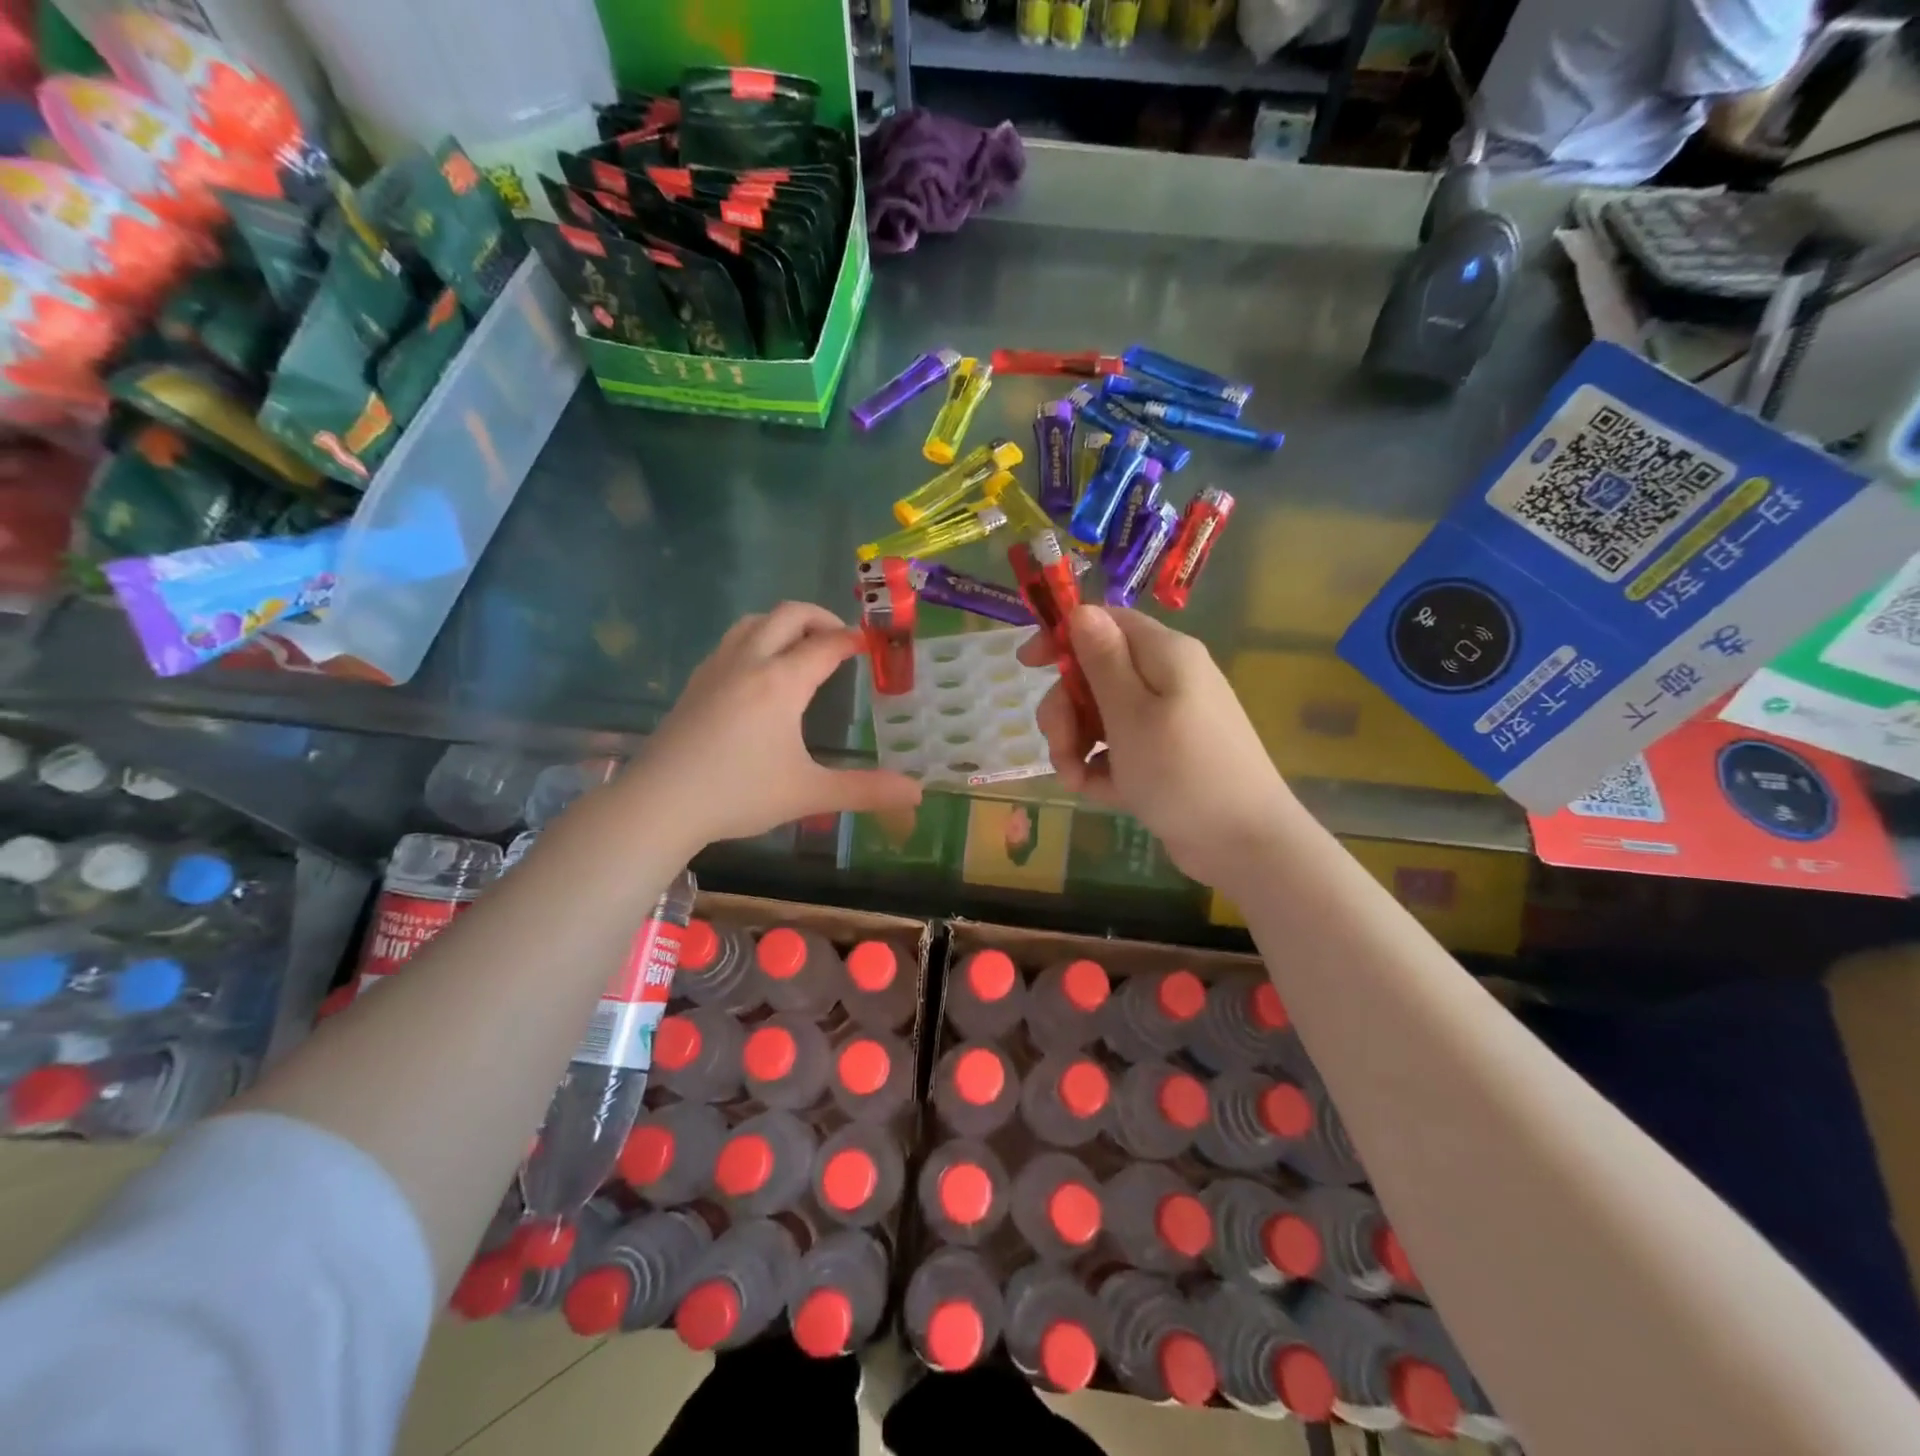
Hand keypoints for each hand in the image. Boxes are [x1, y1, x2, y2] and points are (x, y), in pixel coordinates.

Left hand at [630, 603, 922, 848]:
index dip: (852, 640)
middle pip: (788, 615)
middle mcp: (750, 662)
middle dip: (820, 618)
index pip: (826, 645)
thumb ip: (865, 790)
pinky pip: (732, 641)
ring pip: (754, 622)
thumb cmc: (739, 793)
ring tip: (802, 647)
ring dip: (784, 623)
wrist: (661, 802)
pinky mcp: (695, 683)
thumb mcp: (809, 793)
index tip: (872, 643)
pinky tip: (758, 672)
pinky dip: (757, 638)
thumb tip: (917, 792)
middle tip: (841, 639)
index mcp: (782, 682)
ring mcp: (717, 668)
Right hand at [1018, 605, 1296, 888]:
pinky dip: (1103, 768)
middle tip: (1061, 748)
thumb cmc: (1183, 771)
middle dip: (1066, 710)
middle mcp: (1166, 679)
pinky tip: (1101, 793)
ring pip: (1100, 715)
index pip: (1104, 623)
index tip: (1026, 666)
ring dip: (1077, 745)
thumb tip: (1082, 609)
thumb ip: (1103, 660)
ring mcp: (1165, 719)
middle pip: (1094, 674)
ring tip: (1077, 782)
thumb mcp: (1131, 713)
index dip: (1062, 638)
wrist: (1243, 843)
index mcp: (1164, 654)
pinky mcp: (1163, 755)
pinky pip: (1118, 749)